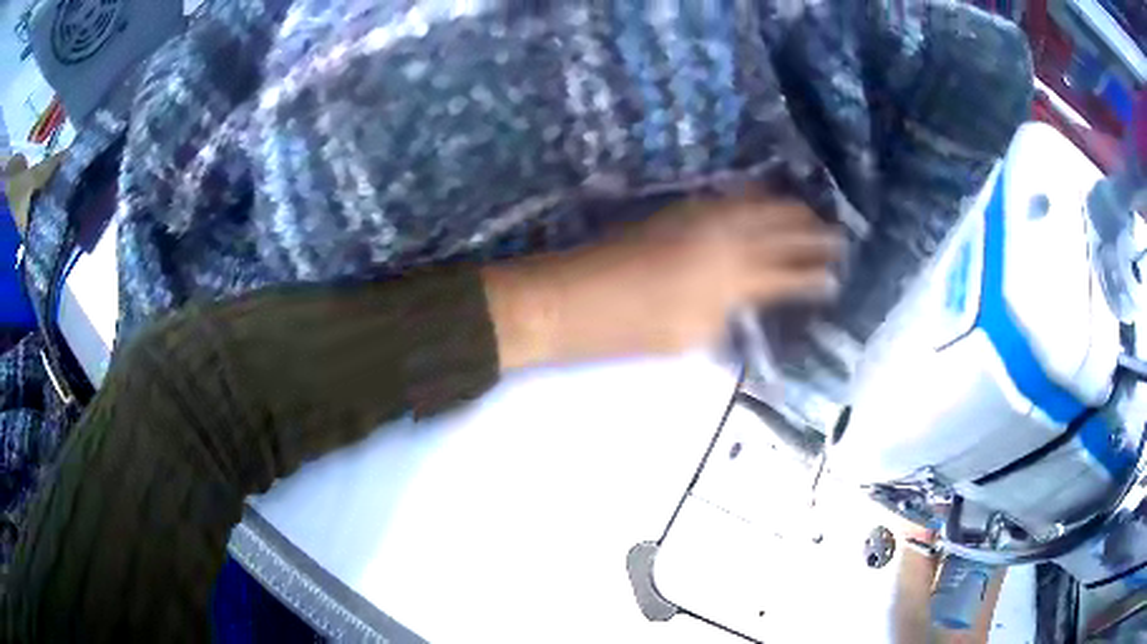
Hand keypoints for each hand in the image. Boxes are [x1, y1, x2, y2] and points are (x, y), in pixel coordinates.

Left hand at [484, 195, 842, 369]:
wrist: (572, 298)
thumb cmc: (629, 332)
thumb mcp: (690, 339)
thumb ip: (728, 316)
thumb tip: (749, 303)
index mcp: (732, 281)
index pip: (787, 276)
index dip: (813, 278)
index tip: (834, 277)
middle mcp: (725, 240)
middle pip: (780, 231)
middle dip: (812, 234)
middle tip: (837, 236)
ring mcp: (701, 217)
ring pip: (757, 205)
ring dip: (788, 209)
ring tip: (812, 213)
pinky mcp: (679, 208)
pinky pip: (727, 196)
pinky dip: (752, 196)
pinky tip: (763, 195)